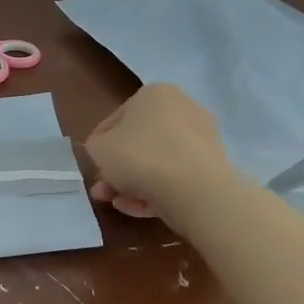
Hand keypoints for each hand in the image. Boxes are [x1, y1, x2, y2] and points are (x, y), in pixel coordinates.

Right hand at [84, 83, 230, 221]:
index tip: (92, 164)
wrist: (193, 189)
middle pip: (139, 142)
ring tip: (116, 203)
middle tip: (102, 188)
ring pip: (157, 162)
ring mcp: (200, 140)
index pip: (117, 118)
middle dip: (117, 168)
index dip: (99, 143)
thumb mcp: (98, 149)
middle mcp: (182, 109)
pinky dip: (155, 192)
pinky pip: (175, 178)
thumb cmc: (139, 156)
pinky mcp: (211, 168)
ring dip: (133, 183)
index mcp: (155, 94)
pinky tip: (137, 208)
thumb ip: (95, 147)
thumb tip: (103, 152)